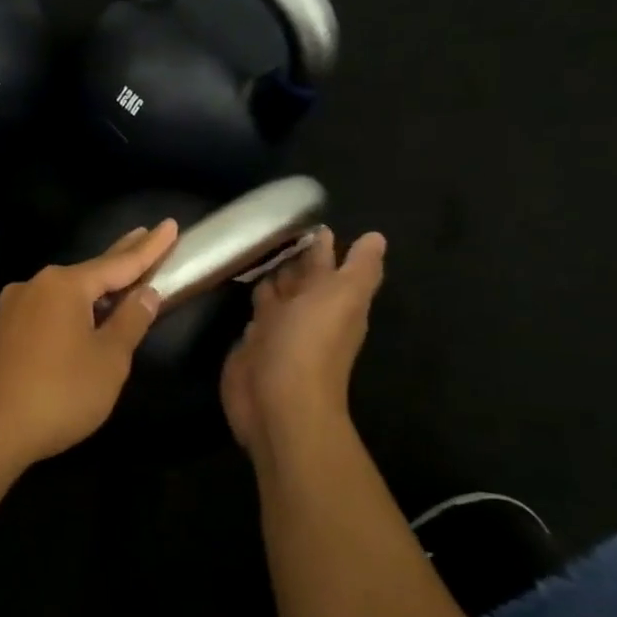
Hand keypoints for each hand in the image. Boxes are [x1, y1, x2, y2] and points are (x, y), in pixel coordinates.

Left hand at [0, 223, 178, 469]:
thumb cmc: (60, 392)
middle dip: (120, 256)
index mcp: (64, 285)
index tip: (170, 225)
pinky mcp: (3, 329)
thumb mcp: (109, 359)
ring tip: (119, 278)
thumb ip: (130, 321)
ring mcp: (14, 306)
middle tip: (145, 235)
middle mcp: (36, 285)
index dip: (149, 248)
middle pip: (89, 270)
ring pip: (65, 290)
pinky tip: (82, 313)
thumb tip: (146, 292)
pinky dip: (71, 306)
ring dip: (93, 286)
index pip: (119, 262)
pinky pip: (47, 308)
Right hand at [220, 227, 385, 461]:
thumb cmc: (309, 344)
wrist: (278, 401)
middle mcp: (306, 311)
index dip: (320, 243)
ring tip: (255, 246)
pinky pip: (253, 313)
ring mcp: (277, 328)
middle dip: (291, 254)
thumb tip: (375, 238)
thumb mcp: (343, 298)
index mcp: (332, 299)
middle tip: (273, 225)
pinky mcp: (251, 343)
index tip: (305, 216)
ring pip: (275, 293)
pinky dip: (251, 298)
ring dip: (270, 274)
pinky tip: (240, 284)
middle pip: (300, 277)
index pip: (327, 264)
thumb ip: (359, 268)